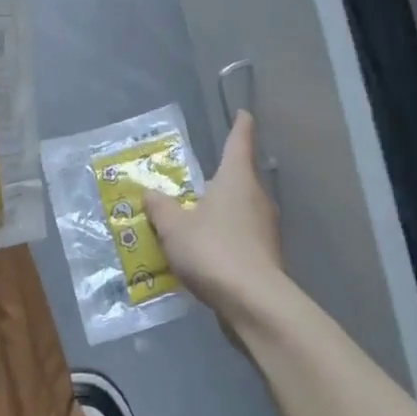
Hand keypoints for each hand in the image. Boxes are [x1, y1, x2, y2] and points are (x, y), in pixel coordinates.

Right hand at [142, 111, 283, 320]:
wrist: (253, 302)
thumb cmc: (212, 250)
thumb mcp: (174, 227)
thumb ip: (160, 207)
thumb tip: (150, 192)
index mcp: (236, 179)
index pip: (240, 141)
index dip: (240, 125)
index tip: (243, 113)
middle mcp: (256, 197)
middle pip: (240, 177)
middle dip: (220, 177)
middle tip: (195, 181)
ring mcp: (266, 228)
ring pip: (241, 209)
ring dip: (221, 211)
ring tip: (194, 220)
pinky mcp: (267, 255)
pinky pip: (241, 236)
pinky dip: (225, 237)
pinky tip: (206, 253)